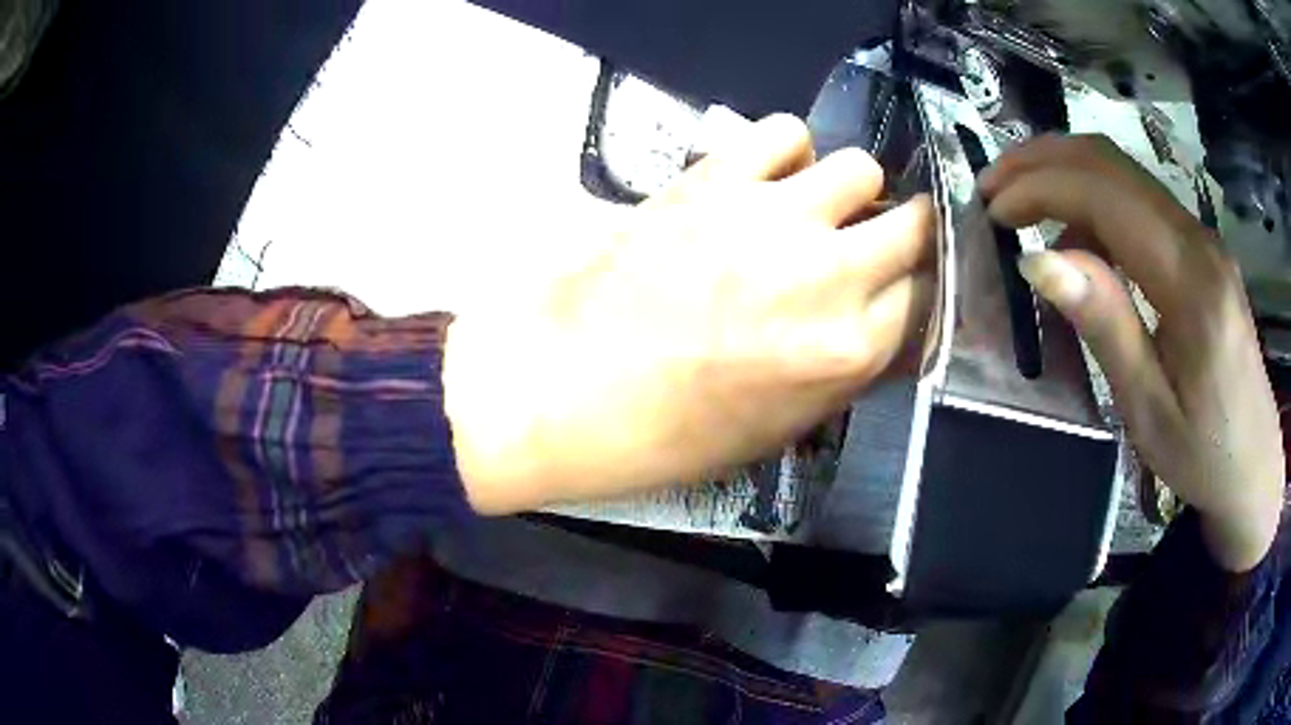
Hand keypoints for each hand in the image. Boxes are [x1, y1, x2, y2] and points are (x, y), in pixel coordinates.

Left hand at [445, 114, 933, 514]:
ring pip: (860, 166)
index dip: (920, 288)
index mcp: (849, 351)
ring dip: (848, 189)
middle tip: (873, 239)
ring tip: (814, 207)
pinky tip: (766, 178)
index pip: (930, 296)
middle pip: (915, 223)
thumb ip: (845, 368)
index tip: (903, 284)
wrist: (565, 388)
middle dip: (905, 231)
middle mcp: (830, 274)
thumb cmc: (667, 432)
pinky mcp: (716, 178)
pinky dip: (787, 151)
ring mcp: (773, 216)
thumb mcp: (779, 428)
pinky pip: (783, 132)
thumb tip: (879, 322)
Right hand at [980, 134, 1283, 571]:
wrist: (1254, 465)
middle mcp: (1197, 239)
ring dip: (1065, 173)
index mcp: (1190, 281)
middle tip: (992, 188)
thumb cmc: (1204, 454)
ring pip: (1123, 173)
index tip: (992, 213)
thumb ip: (1105, 326)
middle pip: (1111, 162)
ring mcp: (1201, 238)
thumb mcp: (1148, 411)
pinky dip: (1093, 202)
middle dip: (1043, 160)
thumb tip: (1038, 261)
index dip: (1041, 187)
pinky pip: (1139, 202)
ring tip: (1021, 205)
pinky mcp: (1200, 249)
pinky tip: (1076, 240)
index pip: (1106, 194)